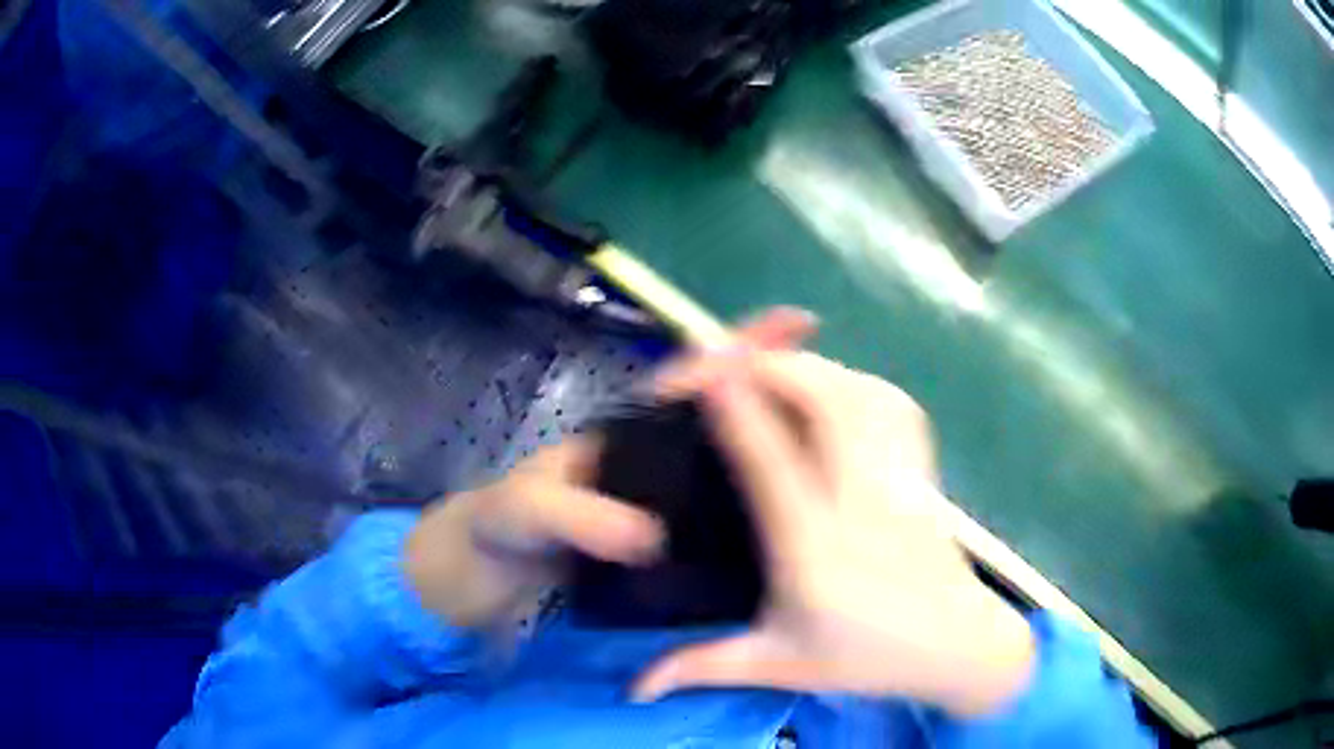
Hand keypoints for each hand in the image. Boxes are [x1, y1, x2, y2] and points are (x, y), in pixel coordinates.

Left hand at [403, 308, 817, 629]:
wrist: (493, 574)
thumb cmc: (504, 526)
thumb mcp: (529, 510)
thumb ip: (575, 515)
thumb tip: (648, 537)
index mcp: (629, 430)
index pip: (693, 375)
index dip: (743, 345)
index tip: (798, 323)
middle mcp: (659, 455)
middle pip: (731, 412)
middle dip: (785, 392)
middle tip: (849, 396)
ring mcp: (670, 497)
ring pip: (735, 462)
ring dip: (783, 449)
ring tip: (842, 456)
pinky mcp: (674, 538)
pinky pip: (726, 513)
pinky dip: (761, 506)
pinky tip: (799, 522)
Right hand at [631, 352, 1035, 715]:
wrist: (958, 645)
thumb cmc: (867, 658)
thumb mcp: (778, 665)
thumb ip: (700, 666)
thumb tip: (633, 686)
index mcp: (814, 548)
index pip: (770, 458)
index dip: (735, 402)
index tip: (699, 370)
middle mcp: (858, 499)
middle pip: (822, 399)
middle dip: (766, 364)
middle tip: (718, 360)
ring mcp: (897, 475)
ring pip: (857, 389)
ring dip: (804, 365)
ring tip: (762, 367)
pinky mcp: (918, 465)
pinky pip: (886, 399)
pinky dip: (848, 377)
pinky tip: (826, 384)